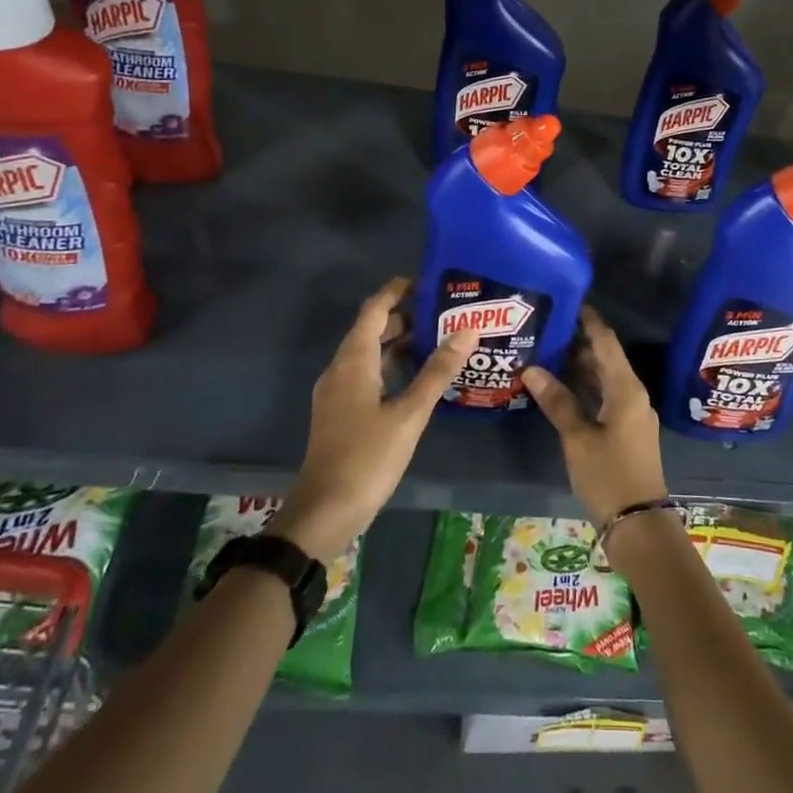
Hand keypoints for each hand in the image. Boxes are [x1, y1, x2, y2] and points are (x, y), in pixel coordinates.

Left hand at [271, 278, 476, 560]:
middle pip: (372, 328)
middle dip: (405, 314)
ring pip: (369, 352)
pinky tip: (417, 375)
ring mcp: (338, 391)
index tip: (429, 280)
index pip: (375, 309)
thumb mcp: (409, 414)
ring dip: (399, 340)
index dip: (398, 290)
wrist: (324, 511)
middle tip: (445, 310)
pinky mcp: (341, 410)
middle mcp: (341, 368)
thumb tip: (468, 329)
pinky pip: (367, 372)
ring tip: (438, 336)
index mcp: (353, 360)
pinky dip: (391, 364)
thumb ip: (438, 371)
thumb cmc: (367, 458)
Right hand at [523, 307, 669, 528]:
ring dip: (580, 366)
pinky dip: (584, 388)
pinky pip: (604, 397)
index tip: (569, 301)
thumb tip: (532, 368)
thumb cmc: (609, 475)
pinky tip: (560, 388)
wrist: (638, 524)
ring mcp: (631, 414)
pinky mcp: (625, 431)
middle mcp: (632, 395)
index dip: (589, 321)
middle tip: (548, 326)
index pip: (606, 342)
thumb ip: (557, 401)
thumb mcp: (578, 438)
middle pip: (605, 359)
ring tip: (548, 350)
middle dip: (579, 342)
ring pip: (604, 379)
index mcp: (626, 389)